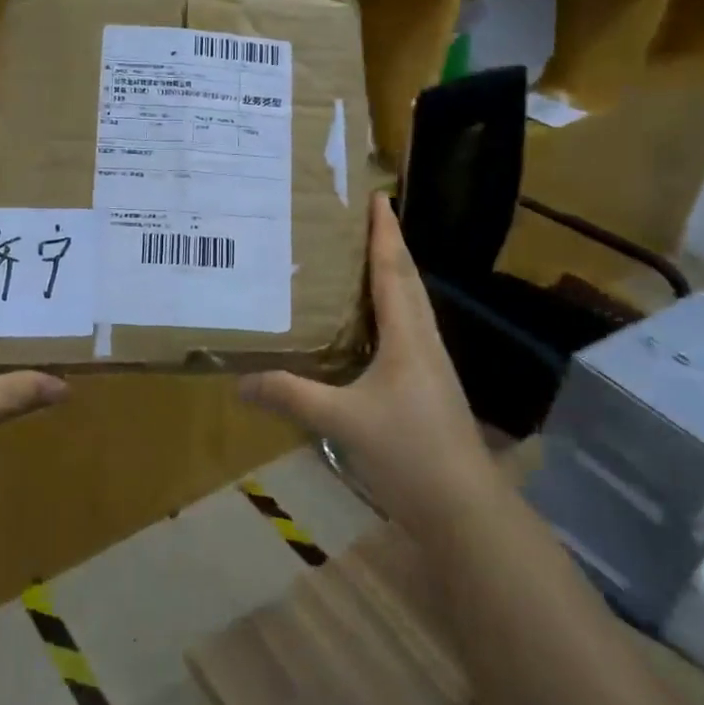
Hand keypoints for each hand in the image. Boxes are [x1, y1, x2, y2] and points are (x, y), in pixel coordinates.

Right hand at [239, 192, 496, 529]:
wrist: (464, 508)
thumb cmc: (409, 452)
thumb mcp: (342, 421)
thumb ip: (291, 397)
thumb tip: (240, 382)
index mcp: (407, 336)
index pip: (394, 269)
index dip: (384, 232)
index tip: (376, 196)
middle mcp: (423, 340)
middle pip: (408, 280)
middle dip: (388, 244)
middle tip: (362, 217)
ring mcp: (430, 364)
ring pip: (411, 305)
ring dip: (392, 275)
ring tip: (361, 258)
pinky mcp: (429, 385)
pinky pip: (408, 330)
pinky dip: (390, 310)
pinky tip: (370, 324)